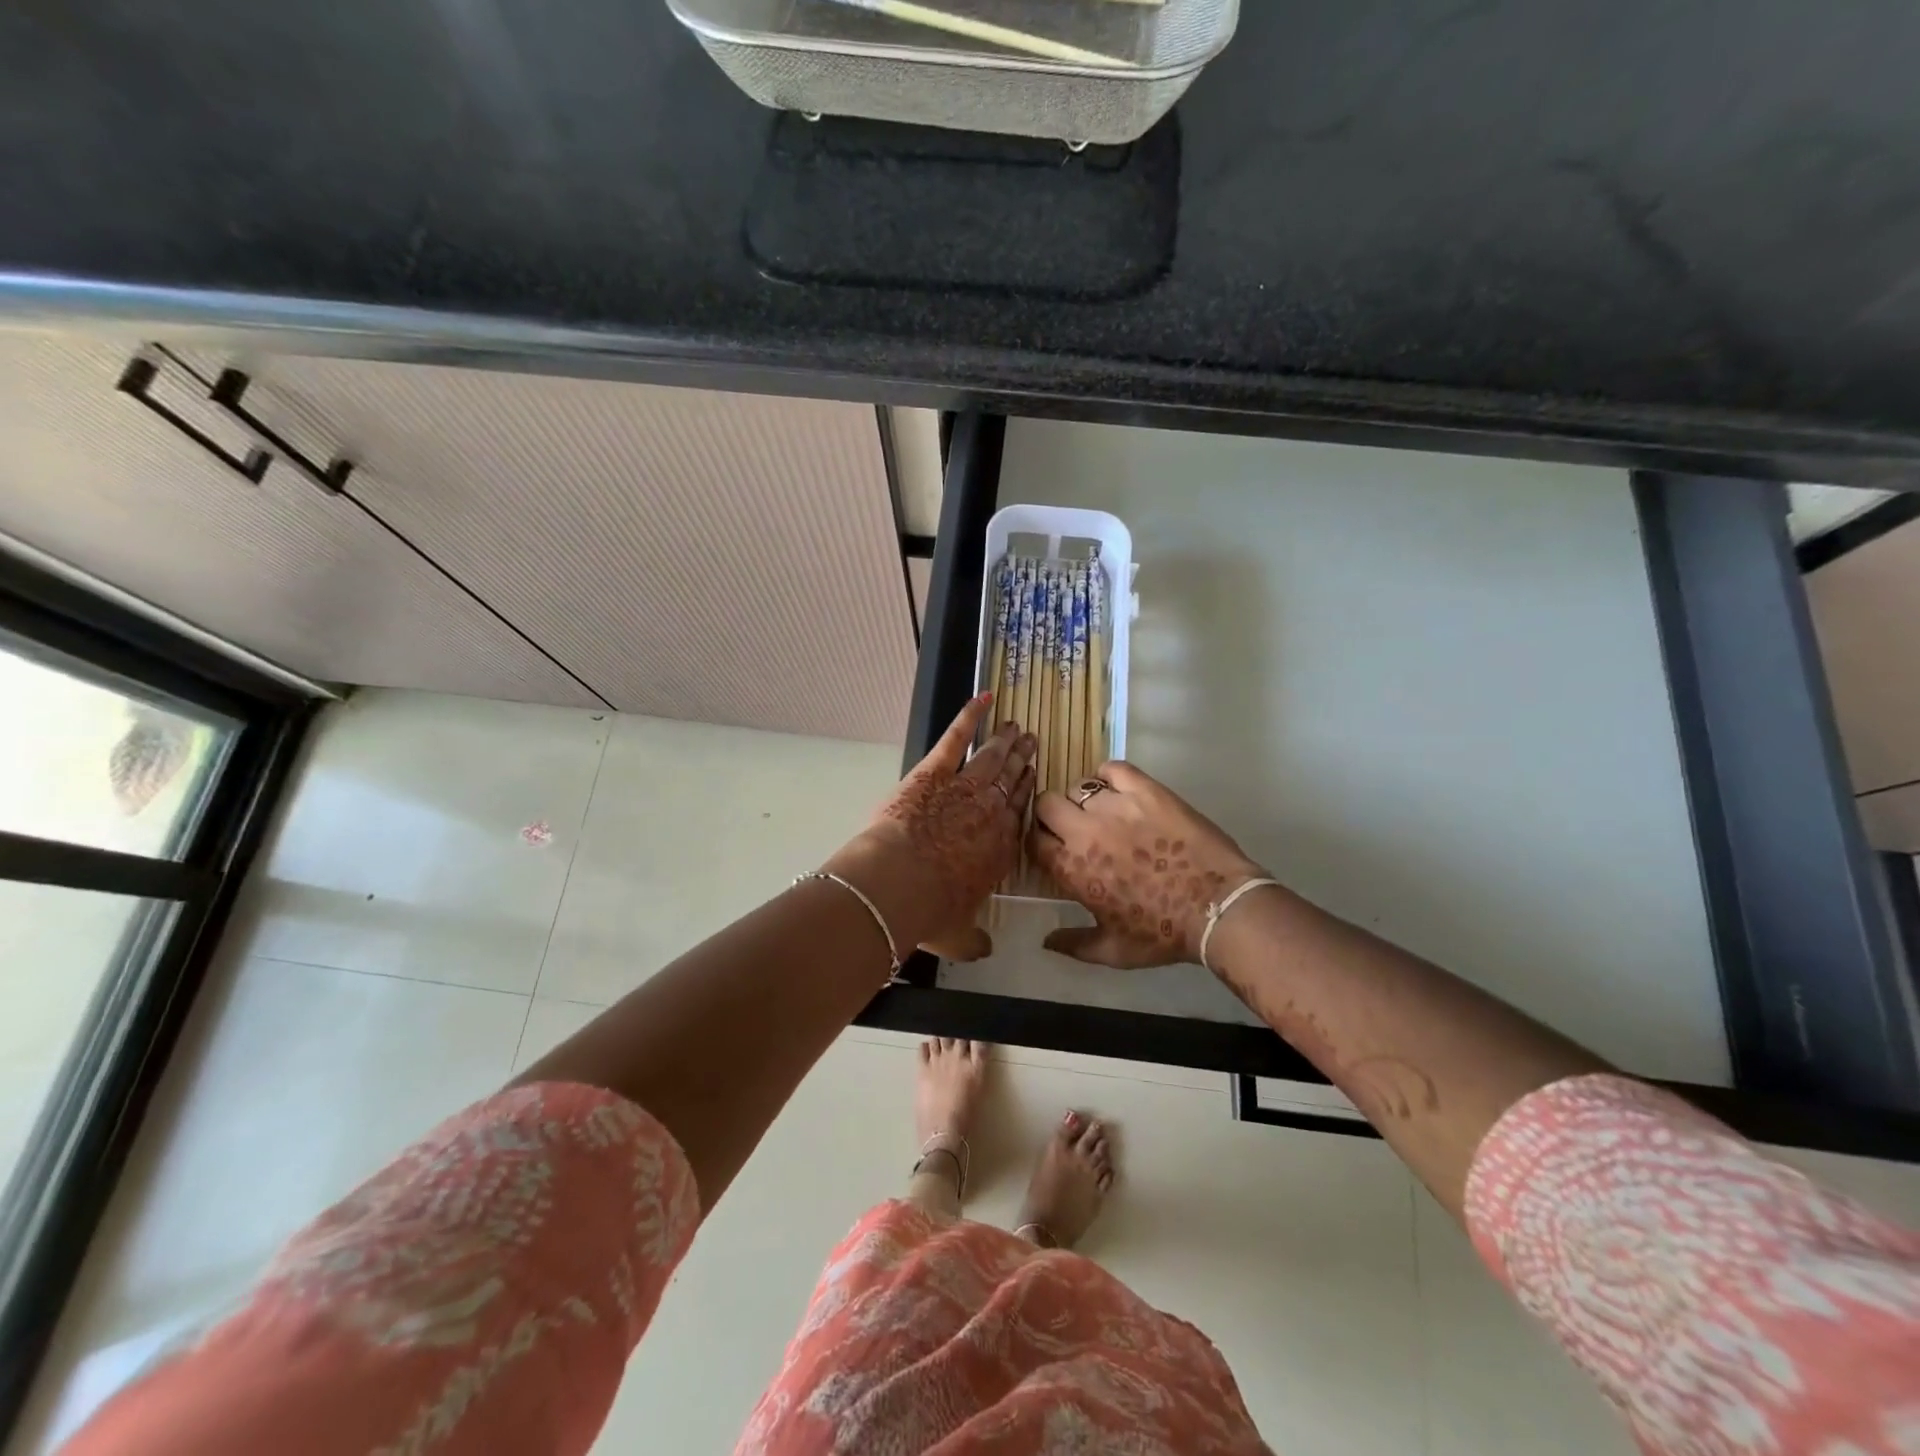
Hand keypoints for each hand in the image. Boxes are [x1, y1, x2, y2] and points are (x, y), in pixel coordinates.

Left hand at [825, 693, 1034, 961]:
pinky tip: (984, 698)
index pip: (1019, 813)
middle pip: (1011, 780)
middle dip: (1022, 760)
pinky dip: (970, 715)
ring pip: (992, 758)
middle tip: (1031, 743)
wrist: (898, 885)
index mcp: (999, 849)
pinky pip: (957, 737)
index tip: (1033, 778)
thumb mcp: (958, 936)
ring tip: (1016, 727)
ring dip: (1005, 741)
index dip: (1027, 793)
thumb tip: (983, 950)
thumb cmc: (931, 913)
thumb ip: (973, 941)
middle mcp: (990, 813)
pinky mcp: (935, 771)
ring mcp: (964, 787)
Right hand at [1030, 761, 1268, 967]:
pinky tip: (1119, 789)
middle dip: (1053, 814)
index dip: (1042, 841)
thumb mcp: (1113, 951)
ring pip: (1079, 786)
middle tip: (1074, 826)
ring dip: (1085, 799)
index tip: (1054, 847)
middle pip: (1046, 804)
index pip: (1034, 840)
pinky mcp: (1145, 790)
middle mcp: (1085, 831)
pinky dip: (1109, 775)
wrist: (1216, 907)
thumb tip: (1047, 942)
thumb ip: (1074, 945)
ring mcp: (1115, 806)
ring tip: (1104, 811)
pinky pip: (1113, 768)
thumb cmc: (1162, 933)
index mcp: (1071, 868)